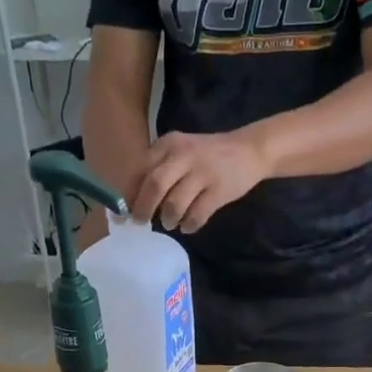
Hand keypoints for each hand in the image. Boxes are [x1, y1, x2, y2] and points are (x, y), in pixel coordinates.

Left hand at [130, 129, 269, 233]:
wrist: (248, 150)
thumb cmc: (207, 156)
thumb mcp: (180, 152)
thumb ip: (158, 170)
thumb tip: (133, 202)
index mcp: (169, 145)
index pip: (141, 170)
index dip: (129, 195)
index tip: (122, 214)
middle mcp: (184, 155)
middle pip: (155, 185)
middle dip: (144, 209)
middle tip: (141, 223)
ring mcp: (203, 173)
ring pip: (175, 203)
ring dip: (168, 218)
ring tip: (170, 223)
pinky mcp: (219, 190)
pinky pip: (197, 214)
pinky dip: (189, 225)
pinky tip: (188, 227)